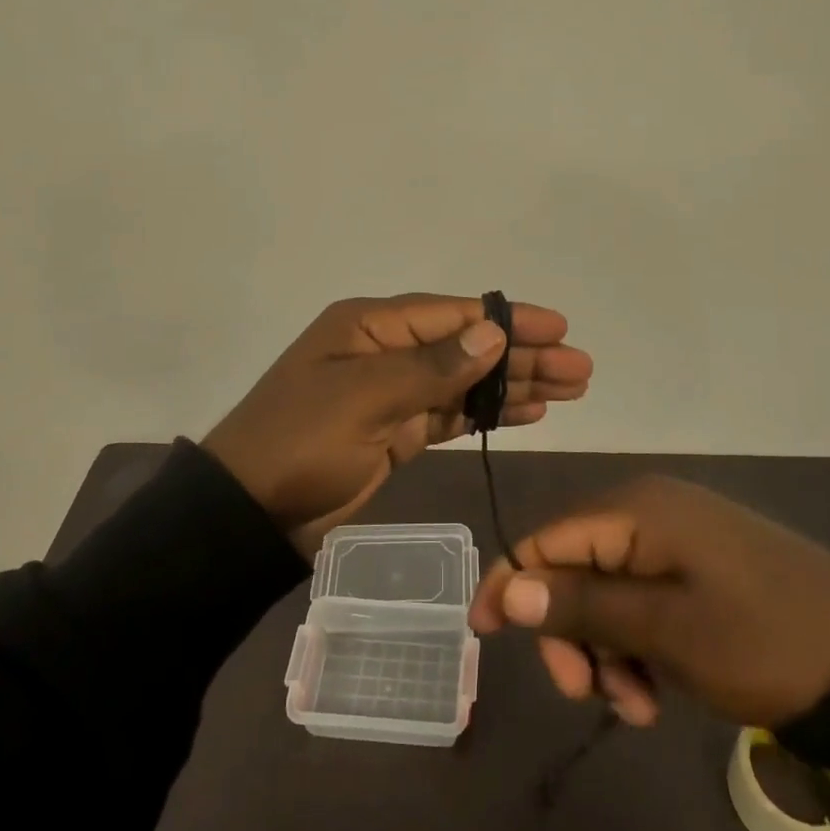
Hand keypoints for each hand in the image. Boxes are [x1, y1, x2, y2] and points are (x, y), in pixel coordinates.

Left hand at [203, 294, 591, 556]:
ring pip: (466, 382)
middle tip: (580, 369)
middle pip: (467, 347)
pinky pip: (452, 415)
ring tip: (569, 390)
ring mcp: (391, 394)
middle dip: (523, 357)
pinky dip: (488, 414)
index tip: (558, 329)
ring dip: (514, 385)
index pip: (453, 315)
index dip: (508, 321)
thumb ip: (432, 367)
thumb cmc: (300, 443)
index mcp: (370, 327)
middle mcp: (385, 351)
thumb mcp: (364, 398)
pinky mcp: (396, 433)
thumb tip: (492, 333)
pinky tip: (528, 413)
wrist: (249, 515)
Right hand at [469, 475, 829, 728]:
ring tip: (638, 705)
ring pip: (610, 591)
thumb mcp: (666, 629)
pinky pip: (645, 598)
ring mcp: (680, 538)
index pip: (546, 538)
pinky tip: (659, 690)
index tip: (484, 637)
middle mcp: (651, 511)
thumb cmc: (762, 640)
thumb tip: (506, 588)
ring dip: (607, 649)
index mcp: (637, 509)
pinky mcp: (703, 566)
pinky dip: (639, 644)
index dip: (510, 583)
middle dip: (571, 632)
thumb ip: (582, 605)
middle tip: (587, 694)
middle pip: (575, 567)